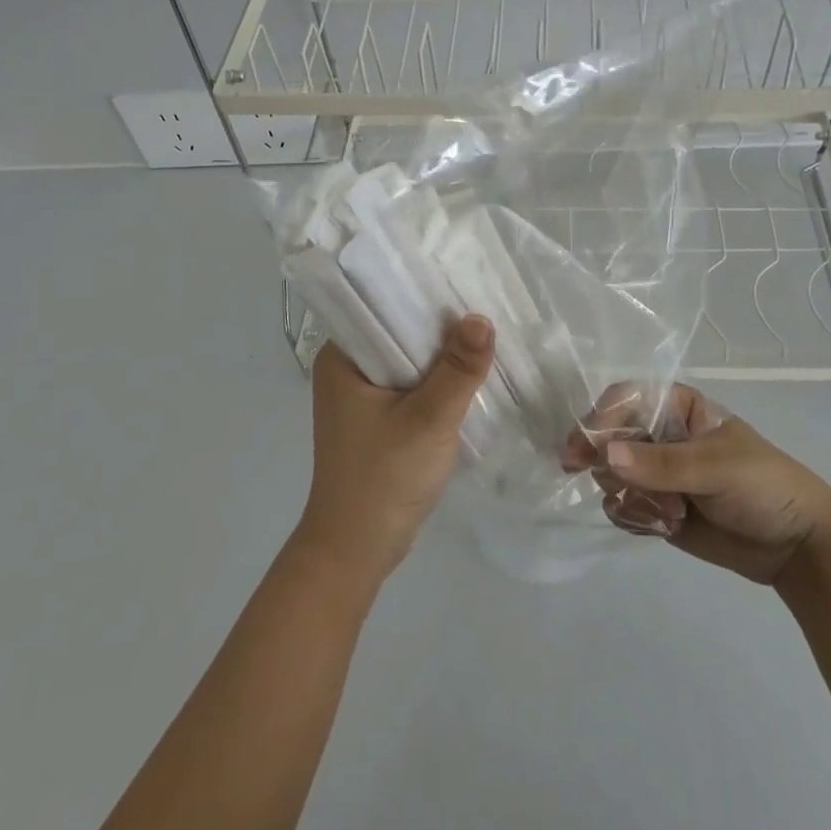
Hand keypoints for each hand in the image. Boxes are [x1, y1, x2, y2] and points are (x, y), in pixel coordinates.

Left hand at [299, 315, 495, 579]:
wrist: (358, 549)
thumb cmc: (384, 478)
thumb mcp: (428, 420)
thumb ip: (457, 370)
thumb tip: (482, 318)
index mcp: (342, 358)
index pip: (383, 306)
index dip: (424, 293)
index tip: (467, 280)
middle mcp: (348, 369)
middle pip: (400, 333)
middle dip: (441, 326)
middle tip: (488, 304)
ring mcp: (363, 396)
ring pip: (410, 361)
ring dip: (443, 356)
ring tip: (487, 334)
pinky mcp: (379, 418)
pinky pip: (413, 385)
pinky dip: (438, 382)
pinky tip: (471, 375)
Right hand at [564, 383, 830, 585]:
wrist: (797, 547)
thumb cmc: (763, 486)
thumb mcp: (716, 468)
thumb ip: (661, 464)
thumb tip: (605, 455)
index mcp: (678, 408)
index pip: (625, 400)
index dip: (601, 419)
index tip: (582, 449)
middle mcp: (660, 435)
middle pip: (608, 437)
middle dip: (608, 464)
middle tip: (614, 486)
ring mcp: (655, 473)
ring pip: (610, 475)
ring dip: (628, 495)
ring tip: (667, 514)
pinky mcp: (655, 507)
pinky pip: (621, 506)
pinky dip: (633, 517)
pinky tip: (663, 527)